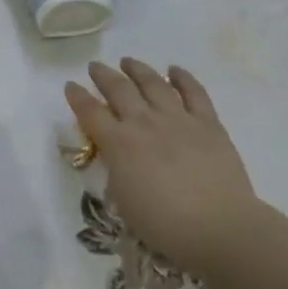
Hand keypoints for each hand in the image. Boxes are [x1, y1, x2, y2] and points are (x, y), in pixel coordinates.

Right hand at [65, 59, 267, 277]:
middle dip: (104, 75)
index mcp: (119, 144)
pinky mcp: (208, 123)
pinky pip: (194, 92)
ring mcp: (178, 119)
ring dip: (138, 70)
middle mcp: (144, 123)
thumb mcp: (123, 199)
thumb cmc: (163, 224)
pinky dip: (183, 77)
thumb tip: (116, 153)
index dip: (78, 97)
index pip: (91, 112)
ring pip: (153, 83)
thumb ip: (116, 168)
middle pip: (119, 89)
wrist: (217, 226)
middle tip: (96, 66)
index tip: (70, 85)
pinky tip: (175, 70)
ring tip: (128, 61)